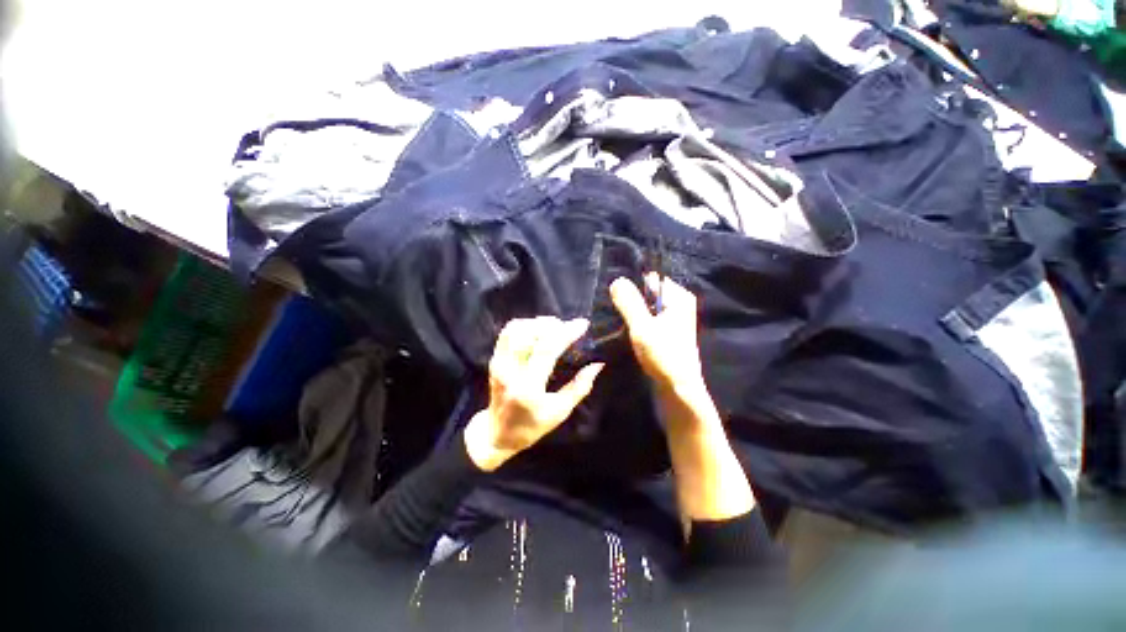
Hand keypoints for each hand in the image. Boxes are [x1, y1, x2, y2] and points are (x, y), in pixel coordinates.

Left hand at [464, 317, 604, 470]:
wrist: (497, 434)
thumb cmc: (532, 426)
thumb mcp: (560, 412)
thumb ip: (579, 387)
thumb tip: (597, 365)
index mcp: (528, 387)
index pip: (546, 350)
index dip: (565, 333)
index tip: (582, 324)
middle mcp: (509, 371)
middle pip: (528, 334)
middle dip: (551, 325)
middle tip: (567, 327)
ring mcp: (498, 364)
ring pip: (515, 329)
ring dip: (537, 323)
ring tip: (553, 327)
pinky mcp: (494, 360)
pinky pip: (507, 333)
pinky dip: (524, 326)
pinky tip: (537, 331)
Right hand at [611, 275, 753, 524]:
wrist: (680, 392)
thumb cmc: (664, 357)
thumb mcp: (643, 327)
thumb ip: (630, 302)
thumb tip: (616, 280)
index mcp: (679, 298)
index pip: (652, 277)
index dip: (632, 283)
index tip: (614, 291)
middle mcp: (678, 305)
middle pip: (648, 292)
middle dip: (630, 297)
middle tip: (611, 306)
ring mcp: (672, 320)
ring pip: (646, 306)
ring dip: (631, 310)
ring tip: (613, 316)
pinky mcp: (666, 334)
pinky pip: (647, 318)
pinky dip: (636, 320)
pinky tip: (624, 328)